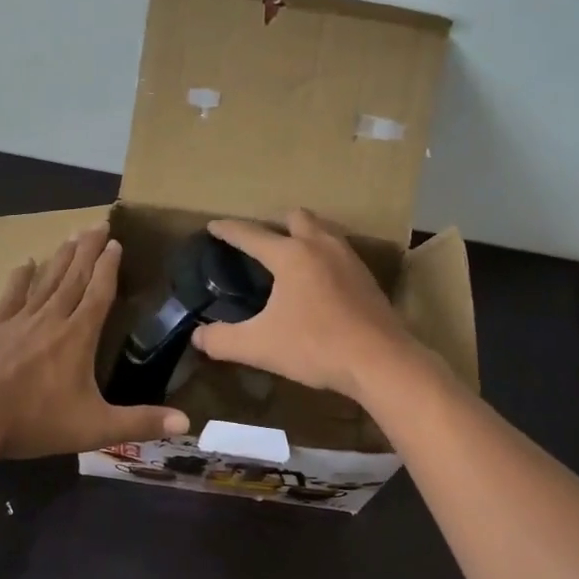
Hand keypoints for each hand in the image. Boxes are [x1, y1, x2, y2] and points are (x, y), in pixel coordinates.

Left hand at [0, 224, 189, 458]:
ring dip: (61, 257)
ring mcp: (18, 320)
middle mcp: (51, 319)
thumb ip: (140, 423)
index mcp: (78, 337)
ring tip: (71, 235)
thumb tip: (187, 422)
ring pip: (46, 280)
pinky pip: (10, 295)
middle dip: (88, 250)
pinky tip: (25, 263)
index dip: (109, 267)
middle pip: (74, 277)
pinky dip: (20, 278)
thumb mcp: (95, 428)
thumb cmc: (35, 421)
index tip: (116, 243)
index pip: (99, 293)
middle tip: (98, 224)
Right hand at [192, 209, 417, 400]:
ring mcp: (348, 259)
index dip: (228, 230)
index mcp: (291, 255)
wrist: (380, 361)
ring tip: (289, 257)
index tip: (213, 226)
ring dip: (303, 235)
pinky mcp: (367, 277)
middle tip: (260, 244)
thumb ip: (222, 340)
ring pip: (322, 231)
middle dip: (275, 224)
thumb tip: (197, 336)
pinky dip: (323, 255)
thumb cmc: (315, 347)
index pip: (251, 235)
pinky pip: (339, 251)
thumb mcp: (259, 346)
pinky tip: (319, 281)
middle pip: (296, 217)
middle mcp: (321, 246)